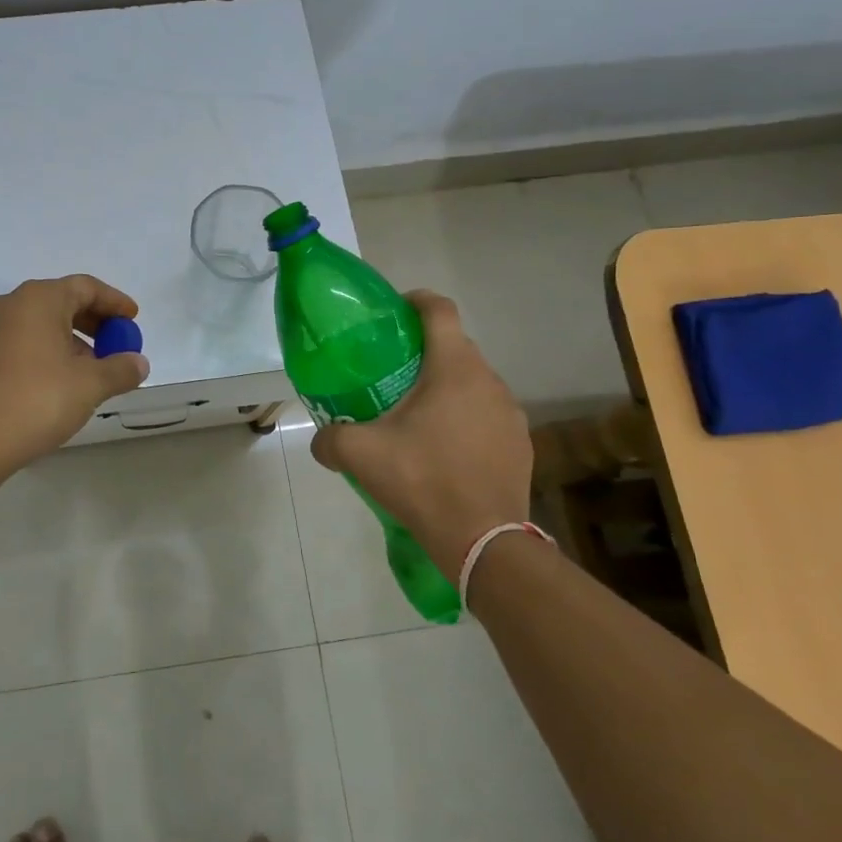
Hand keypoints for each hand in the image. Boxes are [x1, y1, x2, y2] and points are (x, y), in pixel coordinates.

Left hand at [0, 275, 150, 469]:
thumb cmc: (38, 399)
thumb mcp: (90, 384)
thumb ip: (121, 368)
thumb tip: (139, 363)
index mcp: (39, 299)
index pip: (86, 287)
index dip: (115, 302)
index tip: (134, 320)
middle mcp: (13, 305)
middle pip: (64, 301)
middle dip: (96, 322)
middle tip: (119, 344)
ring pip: (45, 323)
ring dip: (75, 340)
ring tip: (97, 368)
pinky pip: (28, 340)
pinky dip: (52, 351)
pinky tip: (66, 380)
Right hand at [309, 290, 531, 581]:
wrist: (483, 540)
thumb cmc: (422, 480)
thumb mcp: (360, 455)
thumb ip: (330, 439)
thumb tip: (321, 440)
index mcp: (454, 368)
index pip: (439, 310)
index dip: (414, 301)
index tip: (392, 312)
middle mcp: (489, 380)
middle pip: (455, 347)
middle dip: (423, 353)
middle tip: (390, 375)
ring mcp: (511, 413)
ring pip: (473, 383)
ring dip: (446, 389)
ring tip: (416, 417)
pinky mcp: (521, 444)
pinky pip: (487, 415)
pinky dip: (465, 419)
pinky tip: (444, 451)